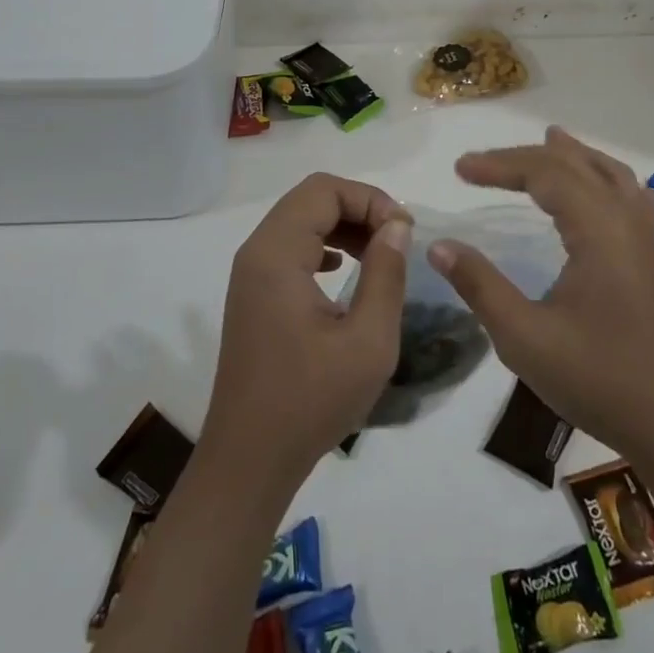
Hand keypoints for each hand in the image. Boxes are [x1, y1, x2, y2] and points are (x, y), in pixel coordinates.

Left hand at [201, 173, 410, 485]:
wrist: (249, 462)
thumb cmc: (310, 402)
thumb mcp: (368, 341)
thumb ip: (387, 274)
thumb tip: (397, 226)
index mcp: (276, 254)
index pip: (324, 190)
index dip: (370, 199)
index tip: (404, 232)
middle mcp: (256, 252)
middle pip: (311, 199)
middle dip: (359, 207)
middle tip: (397, 238)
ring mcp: (250, 274)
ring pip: (301, 220)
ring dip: (343, 225)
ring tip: (380, 253)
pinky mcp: (254, 295)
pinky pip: (291, 247)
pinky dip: (324, 245)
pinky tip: (347, 269)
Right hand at [428, 127, 653, 459]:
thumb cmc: (598, 380)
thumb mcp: (524, 338)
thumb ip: (480, 286)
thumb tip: (439, 246)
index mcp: (598, 230)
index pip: (545, 173)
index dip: (500, 165)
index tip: (459, 169)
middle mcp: (625, 222)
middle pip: (575, 166)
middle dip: (527, 157)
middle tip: (482, 164)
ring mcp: (645, 241)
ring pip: (610, 175)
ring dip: (575, 156)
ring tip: (551, 139)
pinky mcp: (651, 262)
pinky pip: (629, 198)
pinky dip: (605, 178)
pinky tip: (600, 190)